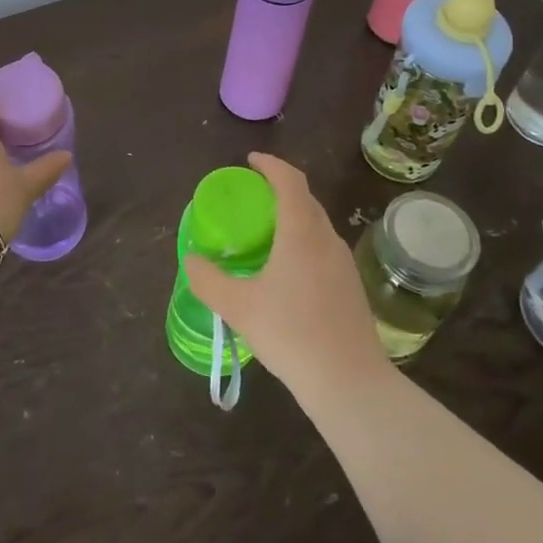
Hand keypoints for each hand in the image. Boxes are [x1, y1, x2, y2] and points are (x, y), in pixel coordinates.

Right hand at [182, 153, 392, 402]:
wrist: (349, 381)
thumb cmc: (291, 334)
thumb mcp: (239, 307)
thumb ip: (209, 280)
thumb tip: (191, 260)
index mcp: (302, 232)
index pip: (290, 180)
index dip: (271, 165)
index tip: (251, 161)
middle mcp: (327, 238)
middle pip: (305, 199)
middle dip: (280, 189)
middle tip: (253, 197)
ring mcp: (343, 263)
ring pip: (317, 225)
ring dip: (293, 217)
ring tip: (267, 232)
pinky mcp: (351, 286)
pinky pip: (323, 248)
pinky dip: (303, 242)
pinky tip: (288, 271)